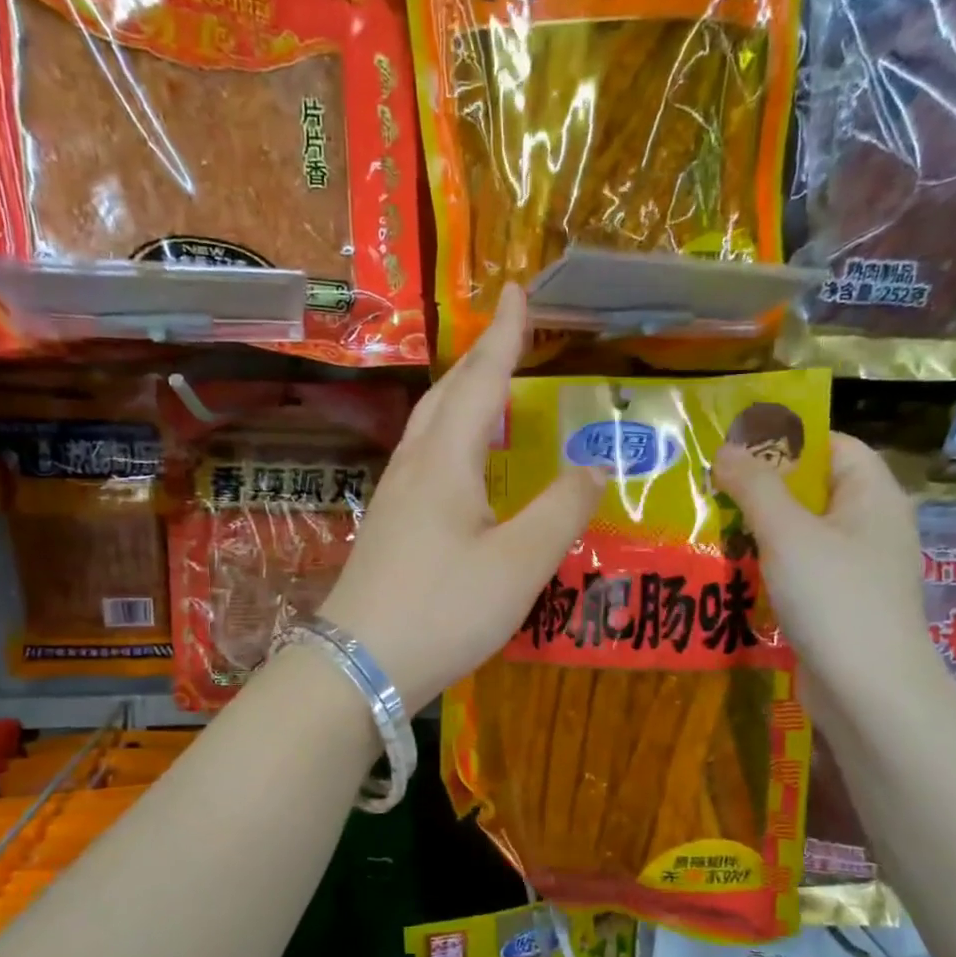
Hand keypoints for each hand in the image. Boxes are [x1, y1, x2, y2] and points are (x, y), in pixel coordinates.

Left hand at [320, 284, 603, 708]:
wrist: (361, 665)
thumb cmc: (444, 609)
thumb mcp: (519, 564)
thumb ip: (562, 511)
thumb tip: (595, 465)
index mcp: (445, 462)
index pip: (481, 381)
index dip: (504, 336)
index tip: (518, 291)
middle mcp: (413, 467)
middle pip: (446, 396)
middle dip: (479, 360)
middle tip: (509, 337)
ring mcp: (393, 498)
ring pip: (427, 427)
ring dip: (459, 397)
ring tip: (487, 390)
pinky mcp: (387, 527)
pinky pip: (421, 459)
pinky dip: (448, 437)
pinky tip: (458, 463)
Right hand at [712, 432, 944, 718]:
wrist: (868, 691)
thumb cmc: (835, 598)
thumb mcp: (788, 533)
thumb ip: (756, 487)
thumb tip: (727, 449)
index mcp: (872, 497)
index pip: (834, 445)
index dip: (787, 439)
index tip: (735, 445)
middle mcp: (869, 526)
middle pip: (812, 489)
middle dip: (760, 486)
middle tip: (708, 484)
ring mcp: (854, 568)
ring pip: (799, 533)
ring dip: (756, 528)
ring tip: (706, 523)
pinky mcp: (836, 603)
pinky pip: (797, 569)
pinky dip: (765, 565)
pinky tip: (727, 569)